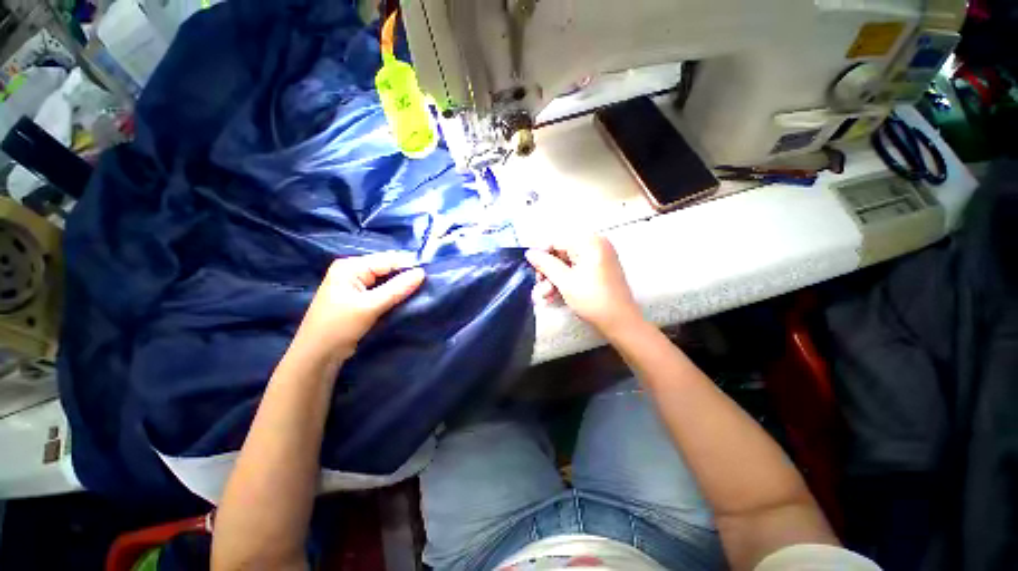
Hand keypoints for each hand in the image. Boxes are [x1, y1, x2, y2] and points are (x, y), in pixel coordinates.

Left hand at [289, 252, 424, 365]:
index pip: (388, 260)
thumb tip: (422, 272)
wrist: (317, 355)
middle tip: (428, 285)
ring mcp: (356, 284)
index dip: (409, 267)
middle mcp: (353, 270)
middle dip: (406, 276)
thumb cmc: (339, 327)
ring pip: (387, 280)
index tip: (430, 276)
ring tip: (421, 291)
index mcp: (351, 266)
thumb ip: (397, 288)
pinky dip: (394, 293)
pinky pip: (382, 289)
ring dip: (402, 286)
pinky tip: (406, 298)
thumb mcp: (370, 306)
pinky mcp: (359, 297)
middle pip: (388, 268)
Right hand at [525, 236, 642, 333]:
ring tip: (545, 296)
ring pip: (567, 264)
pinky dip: (565, 281)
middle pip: (561, 253)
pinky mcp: (600, 270)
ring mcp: (599, 258)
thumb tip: (529, 253)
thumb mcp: (565, 281)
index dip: (542, 255)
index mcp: (590, 242)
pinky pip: (577, 270)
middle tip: (539, 286)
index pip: (556, 241)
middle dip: (548, 271)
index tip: (532, 271)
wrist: (621, 322)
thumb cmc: (592, 299)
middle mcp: (596, 245)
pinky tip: (554, 296)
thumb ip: (545, 264)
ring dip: (554, 279)